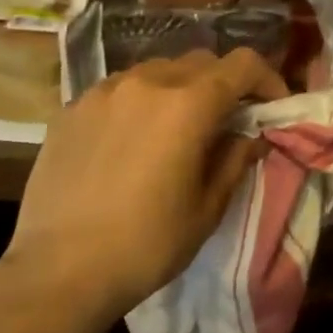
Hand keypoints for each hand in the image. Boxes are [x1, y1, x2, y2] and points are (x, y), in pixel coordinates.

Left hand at [2, 49, 287, 318]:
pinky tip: (132, 139)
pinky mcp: (72, 108)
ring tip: (177, 128)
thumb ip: (236, 159)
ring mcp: (103, 91)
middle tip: (228, 121)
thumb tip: (252, 135)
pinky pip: (120, 89)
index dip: (267, 79)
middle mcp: (147, 82)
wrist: (59, 271)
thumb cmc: (147, 244)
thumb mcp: (207, 207)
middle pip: (201, 61)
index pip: (243, 64)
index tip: (273, 107)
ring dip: (180, 89)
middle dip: (224, 84)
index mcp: (188, 104)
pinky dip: (140, 102)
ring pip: (157, 71)